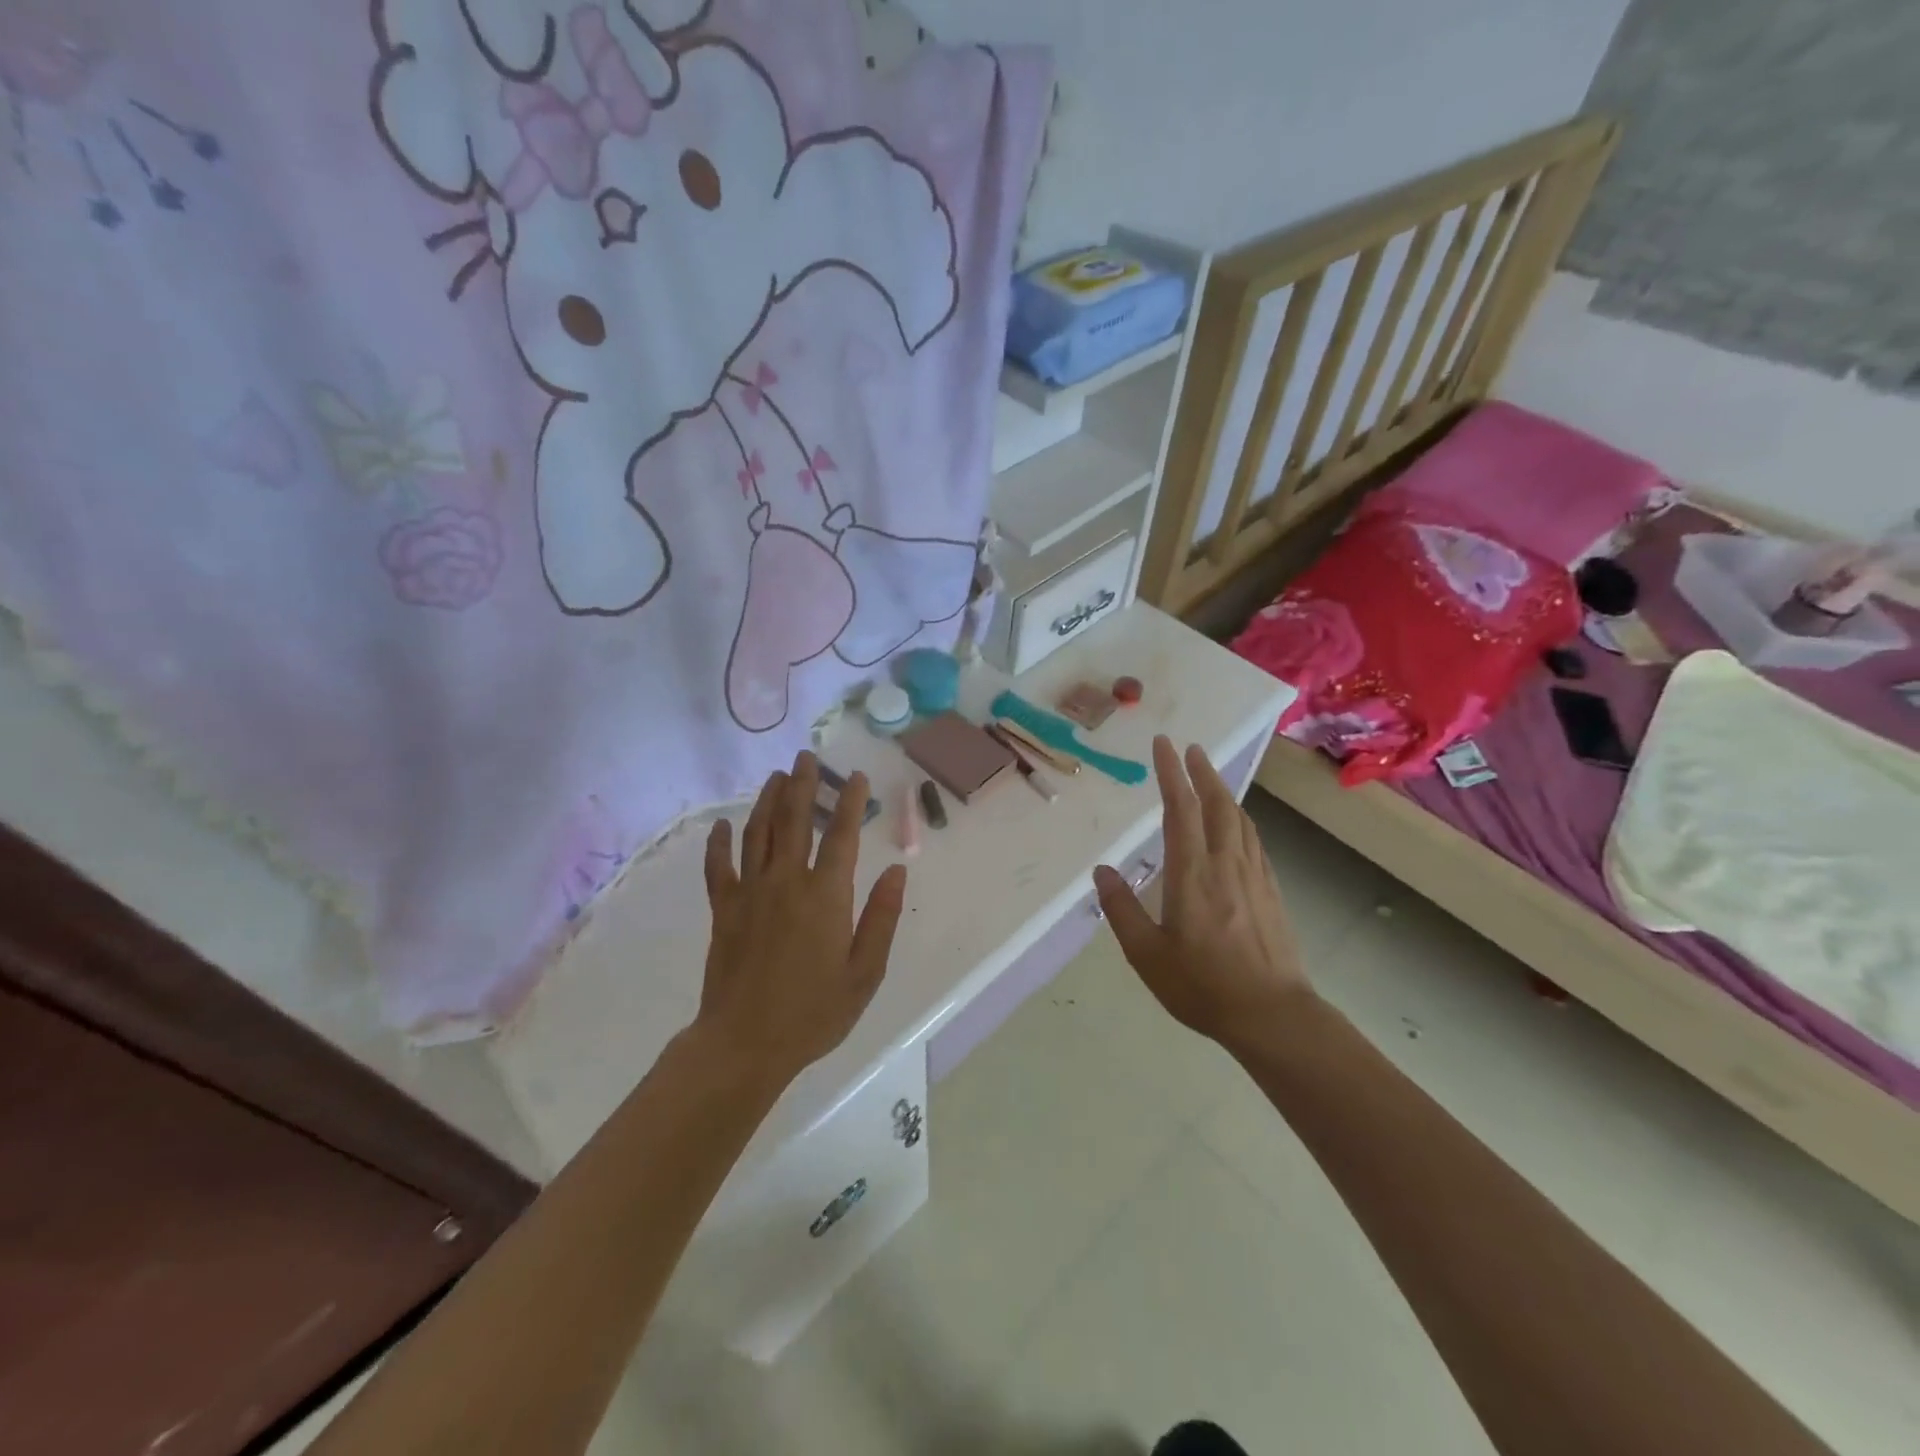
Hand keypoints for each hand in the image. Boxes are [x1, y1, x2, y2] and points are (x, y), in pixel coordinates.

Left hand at [698, 752, 907, 1086]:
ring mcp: (750, 892)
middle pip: (795, 820)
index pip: (842, 836)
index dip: (851, 802)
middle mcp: (787, 882)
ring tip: (777, 776)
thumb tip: (897, 872)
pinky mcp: (724, 910)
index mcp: (826, 896)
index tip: (857, 777)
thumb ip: (882, 918)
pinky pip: (719, 867)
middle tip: (807, 757)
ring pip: (758, 833)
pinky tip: (722, 825)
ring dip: (768, 801)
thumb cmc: (814, 1012)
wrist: (745, 1043)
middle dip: (803, 784)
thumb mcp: (865, 972)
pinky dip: (719, 843)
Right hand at [1094, 737, 1310, 1045]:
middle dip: (1202, 772)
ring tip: (1210, 778)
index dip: (1171, 774)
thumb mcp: (1147, 954)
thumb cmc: (1203, 986)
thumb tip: (1102, 871)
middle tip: (1190, 748)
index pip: (1181, 809)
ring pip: (1240, 820)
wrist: (1273, 1015)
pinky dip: (1240, 820)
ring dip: (1223, 792)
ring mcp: (1253, 876)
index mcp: (1192, 873)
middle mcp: (1225, 864)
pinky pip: (1253, 841)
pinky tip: (1237, 827)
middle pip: (1217, 805)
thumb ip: (1122, 909)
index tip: (1163, 745)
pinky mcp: (1271, 891)